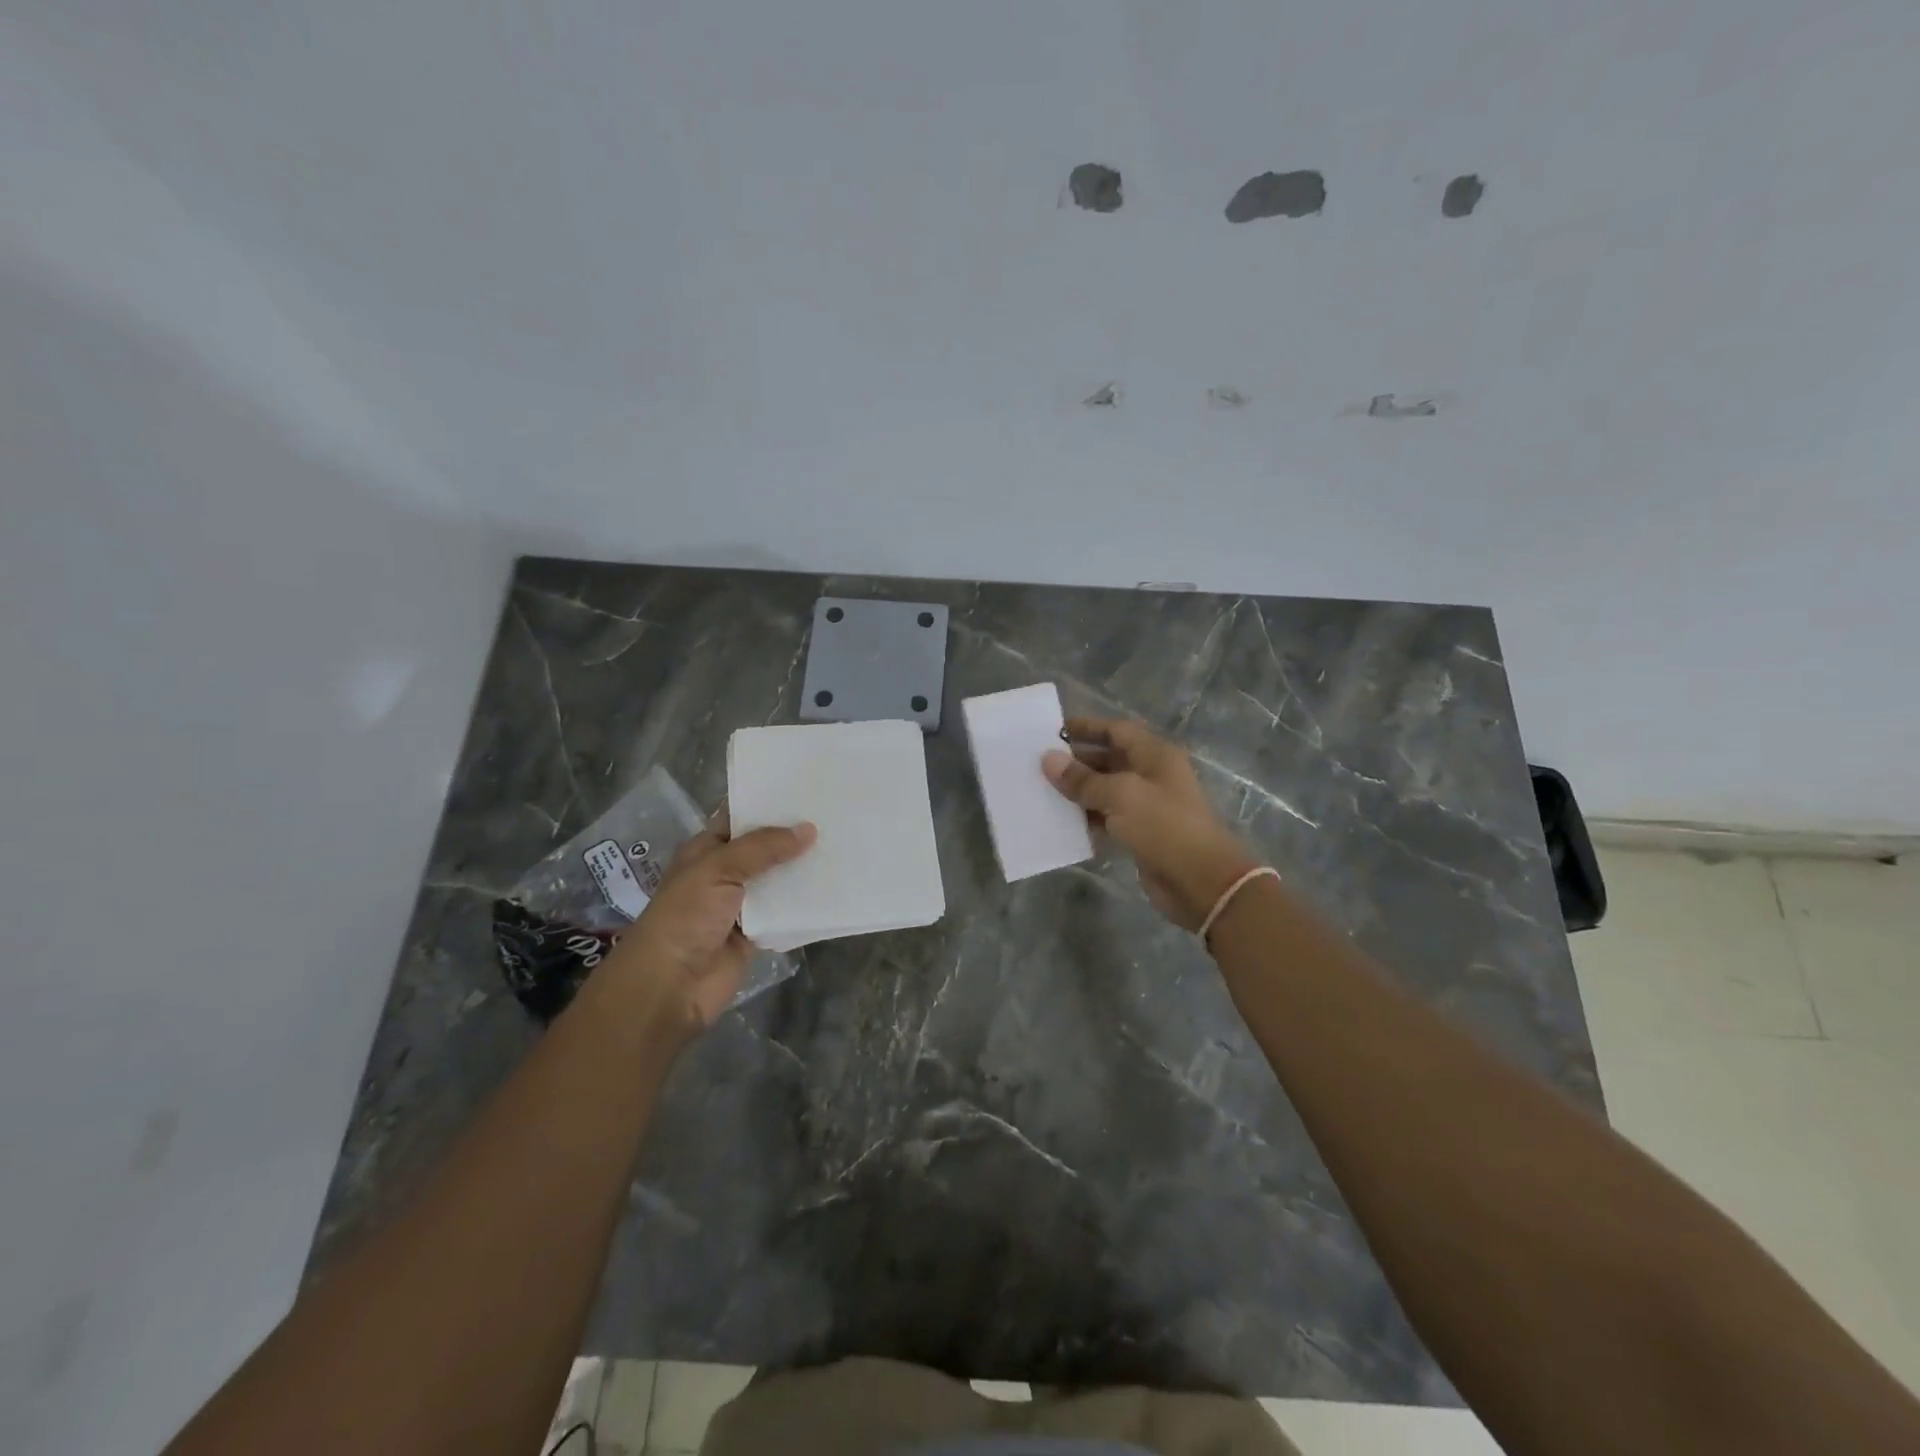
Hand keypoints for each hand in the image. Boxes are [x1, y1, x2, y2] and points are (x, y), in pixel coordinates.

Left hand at [599, 805, 815, 1035]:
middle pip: (765, 848)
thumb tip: (808, 829)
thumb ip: (763, 848)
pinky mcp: (758, 933)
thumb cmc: (685, 917)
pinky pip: (787, 912)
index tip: (806, 785)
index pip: (739, 817)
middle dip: (794, 834)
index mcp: (706, 850)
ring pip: (779, 879)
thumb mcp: (718, 869)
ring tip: (844, 844)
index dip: (767, 802)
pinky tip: (836, 886)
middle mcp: (724, 873)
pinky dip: (806, 904)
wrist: (670, 986)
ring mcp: (742, 904)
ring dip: (804, 868)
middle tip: (836, 812)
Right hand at [1044, 717, 1258, 931]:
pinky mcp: (1141, 833)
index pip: (1117, 730)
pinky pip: (1108, 817)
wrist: (1201, 881)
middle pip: (1110, 759)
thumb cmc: (1164, 826)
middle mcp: (1152, 775)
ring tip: (1043, 790)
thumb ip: (1082, 779)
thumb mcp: (1120, 795)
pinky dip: (1087, 817)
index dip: (1087, 728)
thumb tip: (1048, 760)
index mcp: (1155, 755)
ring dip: (1078, 790)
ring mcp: (1148, 805)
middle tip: (1039, 764)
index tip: (1053, 732)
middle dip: (1077, 760)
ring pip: (1106, 790)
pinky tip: (1061, 820)